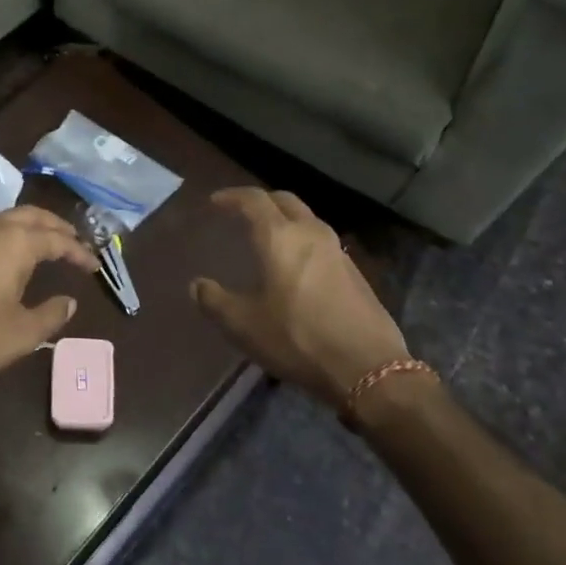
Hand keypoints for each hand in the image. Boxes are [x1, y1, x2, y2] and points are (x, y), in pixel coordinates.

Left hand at [0, 206, 98, 386]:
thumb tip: (69, 302)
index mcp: (15, 242)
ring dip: (29, 227)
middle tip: (73, 241)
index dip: (79, 251)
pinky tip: (2, 256)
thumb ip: (51, 315)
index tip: (93, 265)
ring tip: (42, 243)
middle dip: (56, 227)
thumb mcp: (21, 334)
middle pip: (32, 216)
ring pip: (5, 218)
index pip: (57, 240)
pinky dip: (4, 236)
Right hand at [190, 187, 410, 405]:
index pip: (253, 200)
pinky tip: (295, 266)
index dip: (232, 197)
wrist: (368, 368)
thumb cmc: (298, 339)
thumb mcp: (244, 326)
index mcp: (280, 237)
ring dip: (285, 220)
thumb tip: (197, 285)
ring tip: (268, 237)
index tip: (215, 201)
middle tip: (242, 212)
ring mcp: (337, 251)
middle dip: (261, 201)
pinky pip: (321, 242)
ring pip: (307, 219)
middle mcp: (310, 233)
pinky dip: (302, 241)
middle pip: (285, 201)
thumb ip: (215, 301)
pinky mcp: (355, 272)